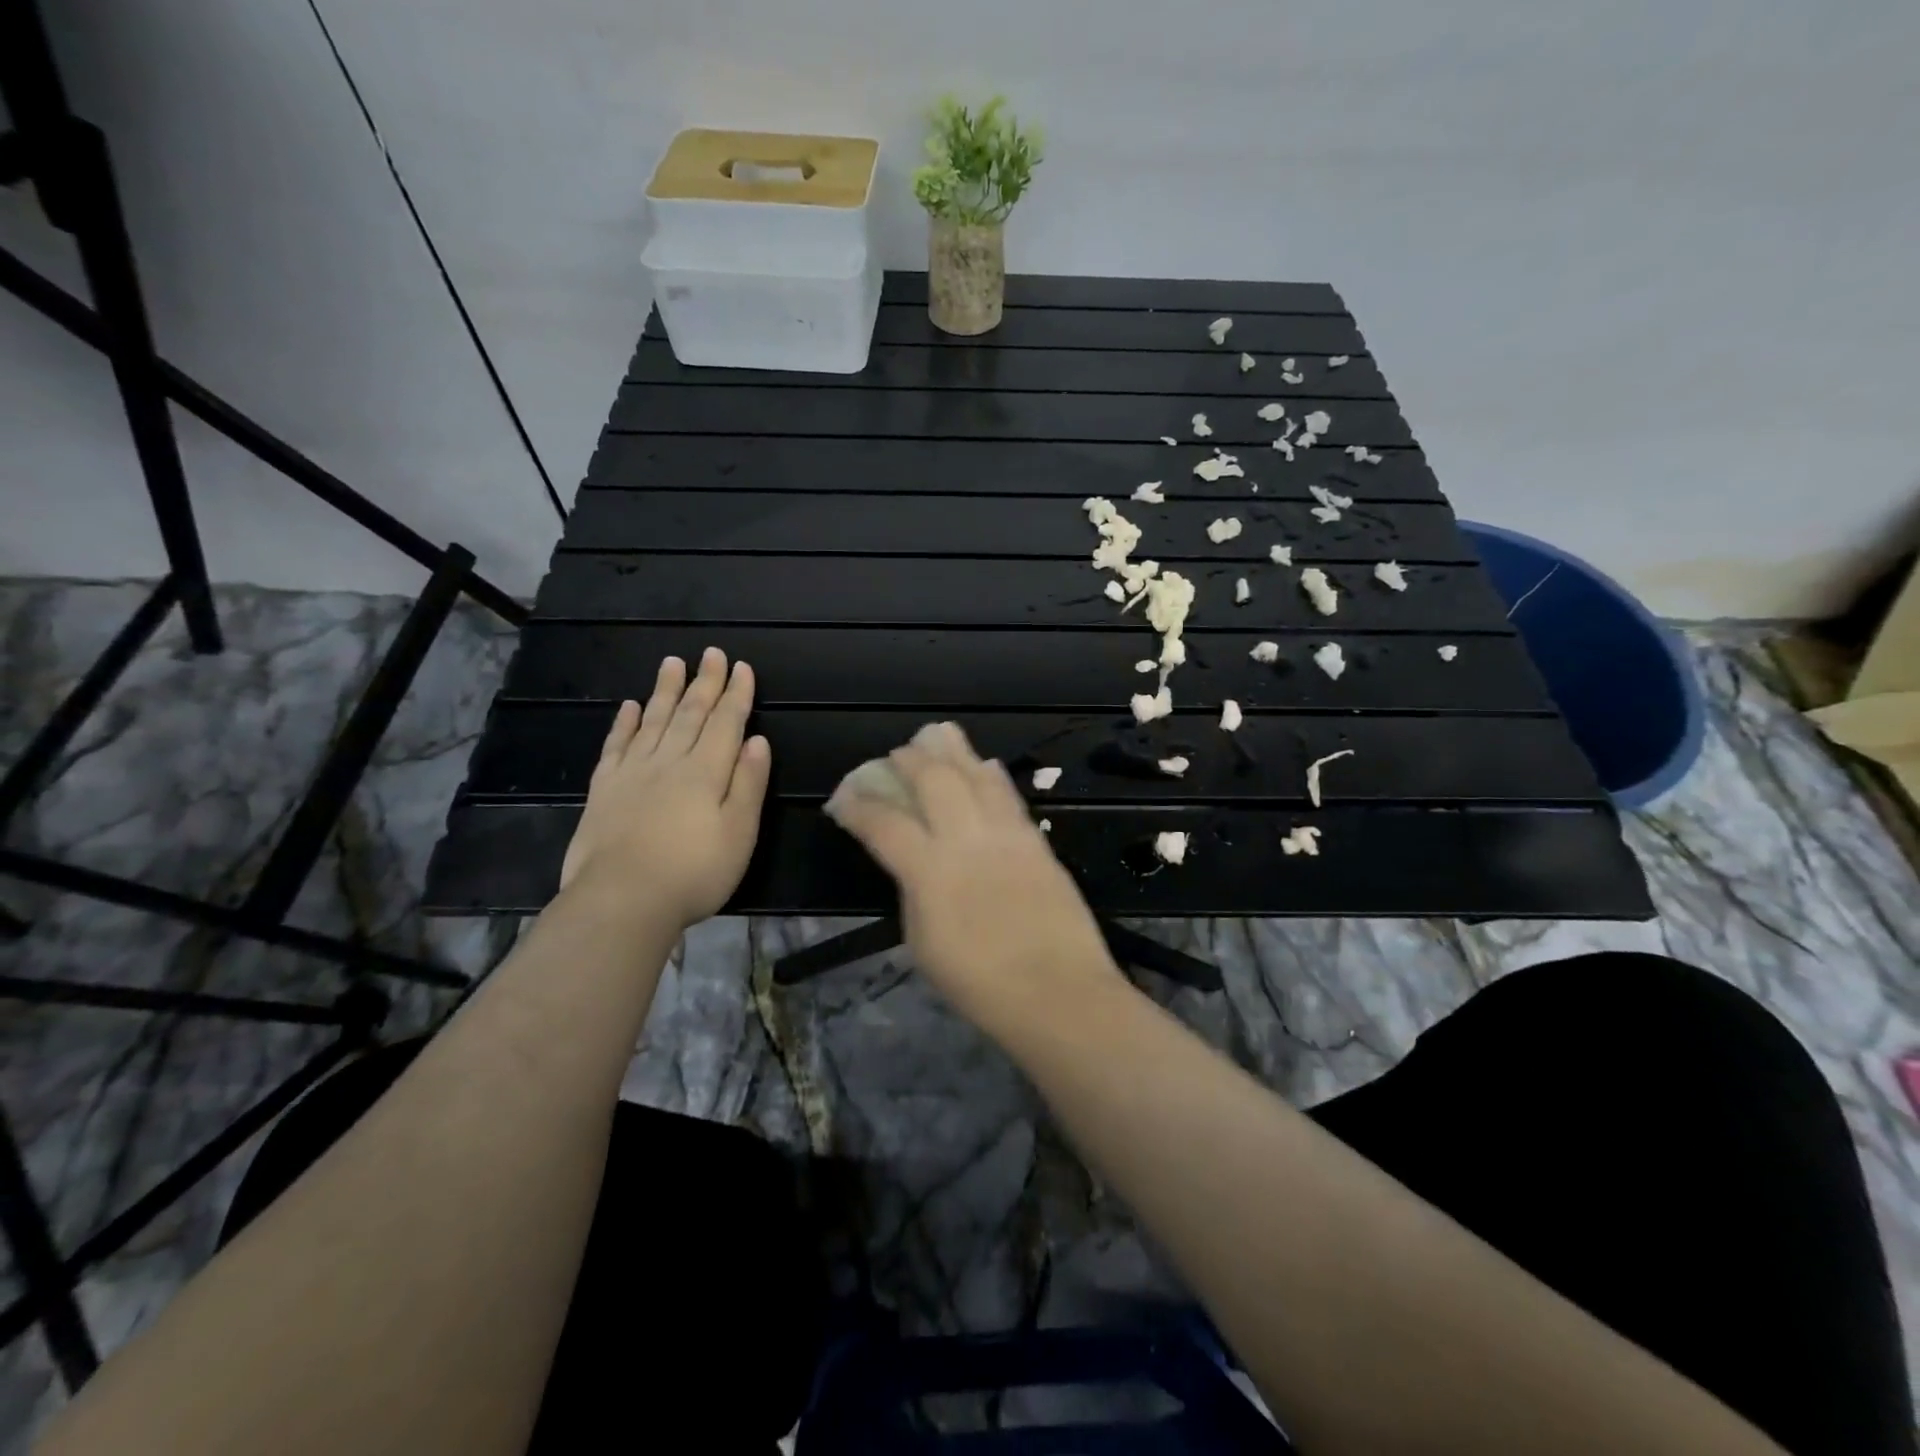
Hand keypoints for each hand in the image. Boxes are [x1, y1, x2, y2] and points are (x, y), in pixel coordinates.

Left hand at [559, 648, 770, 929]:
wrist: (621, 900)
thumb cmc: (694, 872)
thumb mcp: (739, 834)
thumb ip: (748, 785)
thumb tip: (757, 741)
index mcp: (706, 772)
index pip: (726, 723)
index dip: (736, 694)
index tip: (742, 667)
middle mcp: (669, 762)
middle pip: (690, 714)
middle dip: (704, 682)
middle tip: (711, 653)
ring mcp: (633, 773)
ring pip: (653, 721)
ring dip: (665, 691)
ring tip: (672, 663)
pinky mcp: (604, 790)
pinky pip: (616, 746)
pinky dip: (624, 723)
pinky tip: (629, 707)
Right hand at [823, 721, 1122, 1029]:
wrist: (1057, 992)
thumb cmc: (980, 984)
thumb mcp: (923, 944)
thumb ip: (914, 891)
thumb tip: (912, 861)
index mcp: (929, 872)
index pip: (884, 823)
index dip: (858, 806)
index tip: (843, 797)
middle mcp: (966, 839)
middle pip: (933, 780)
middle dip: (908, 760)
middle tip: (895, 755)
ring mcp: (1005, 835)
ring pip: (975, 775)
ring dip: (952, 752)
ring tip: (937, 736)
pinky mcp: (1035, 840)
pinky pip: (1008, 794)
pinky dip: (990, 775)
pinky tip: (984, 765)